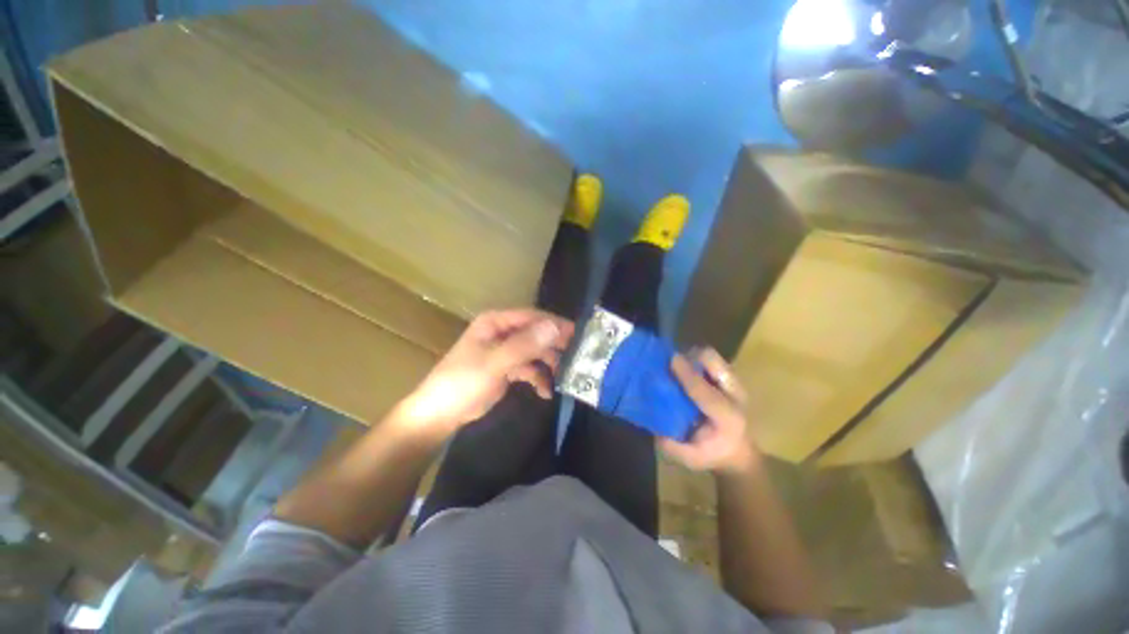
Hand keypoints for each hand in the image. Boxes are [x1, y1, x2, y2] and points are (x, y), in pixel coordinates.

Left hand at [396, 308, 573, 436]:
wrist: (439, 414)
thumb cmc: (463, 382)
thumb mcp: (494, 363)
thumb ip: (524, 345)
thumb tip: (555, 327)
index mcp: (496, 322)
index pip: (532, 317)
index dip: (555, 324)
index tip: (578, 334)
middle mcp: (502, 332)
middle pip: (536, 334)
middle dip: (555, 345)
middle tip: (577, 357)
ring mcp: (505, 351)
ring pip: (534, 352)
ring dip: (549, 364)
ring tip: (564, 377)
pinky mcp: (506, 369)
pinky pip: (529, 369)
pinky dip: (538, 378)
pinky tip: (546, 392)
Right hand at [659, 347, 757, 474]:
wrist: (742, 453)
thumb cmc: (715, 454)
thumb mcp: (692, 459)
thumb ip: (673, 446)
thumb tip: (653, 428)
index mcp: (726, 417)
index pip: (704, 391)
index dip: (687, 374)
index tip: (671, 360)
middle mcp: (734, 395)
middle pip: (715, 362)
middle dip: (692, 357)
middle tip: (672, 362)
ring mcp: (734, 384)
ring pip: (713, 357)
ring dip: (693, 356)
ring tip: (677, 363)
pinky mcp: (728, 379)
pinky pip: (711, 361)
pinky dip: (696, 360)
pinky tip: (685, 368)